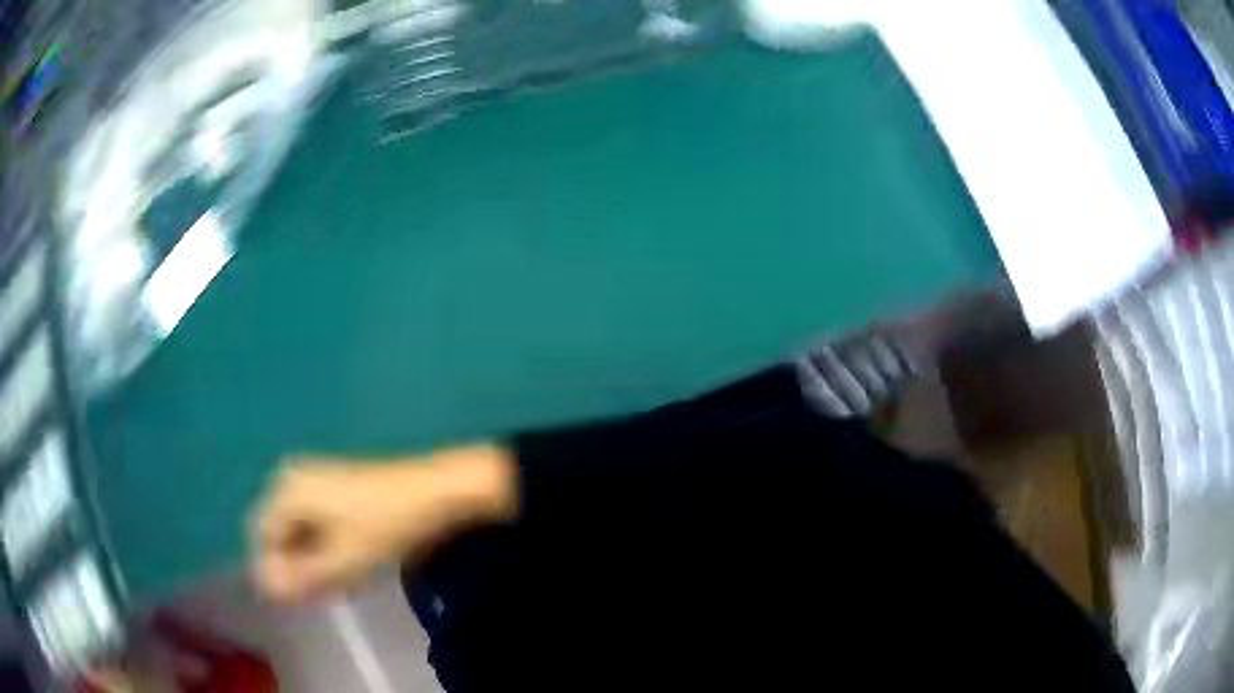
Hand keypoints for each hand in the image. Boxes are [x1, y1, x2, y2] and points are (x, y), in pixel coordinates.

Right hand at [251, 445, 517, 602]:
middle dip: (294, 565)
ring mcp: (314, 479)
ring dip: (310, 558)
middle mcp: (292, 478)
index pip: (262, 537)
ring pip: (298, 530)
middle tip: (321, 591)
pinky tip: (347, 563)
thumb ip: (301, 579)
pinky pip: (315, 522)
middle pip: (279, 532)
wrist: (435, 492)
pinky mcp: (334, 486)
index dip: (275, 571)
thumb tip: (269, 591)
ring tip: (337, 580)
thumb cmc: (385, 527)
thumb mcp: (342, 562)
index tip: (301, 597)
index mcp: (287, 490)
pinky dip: (324, 546)